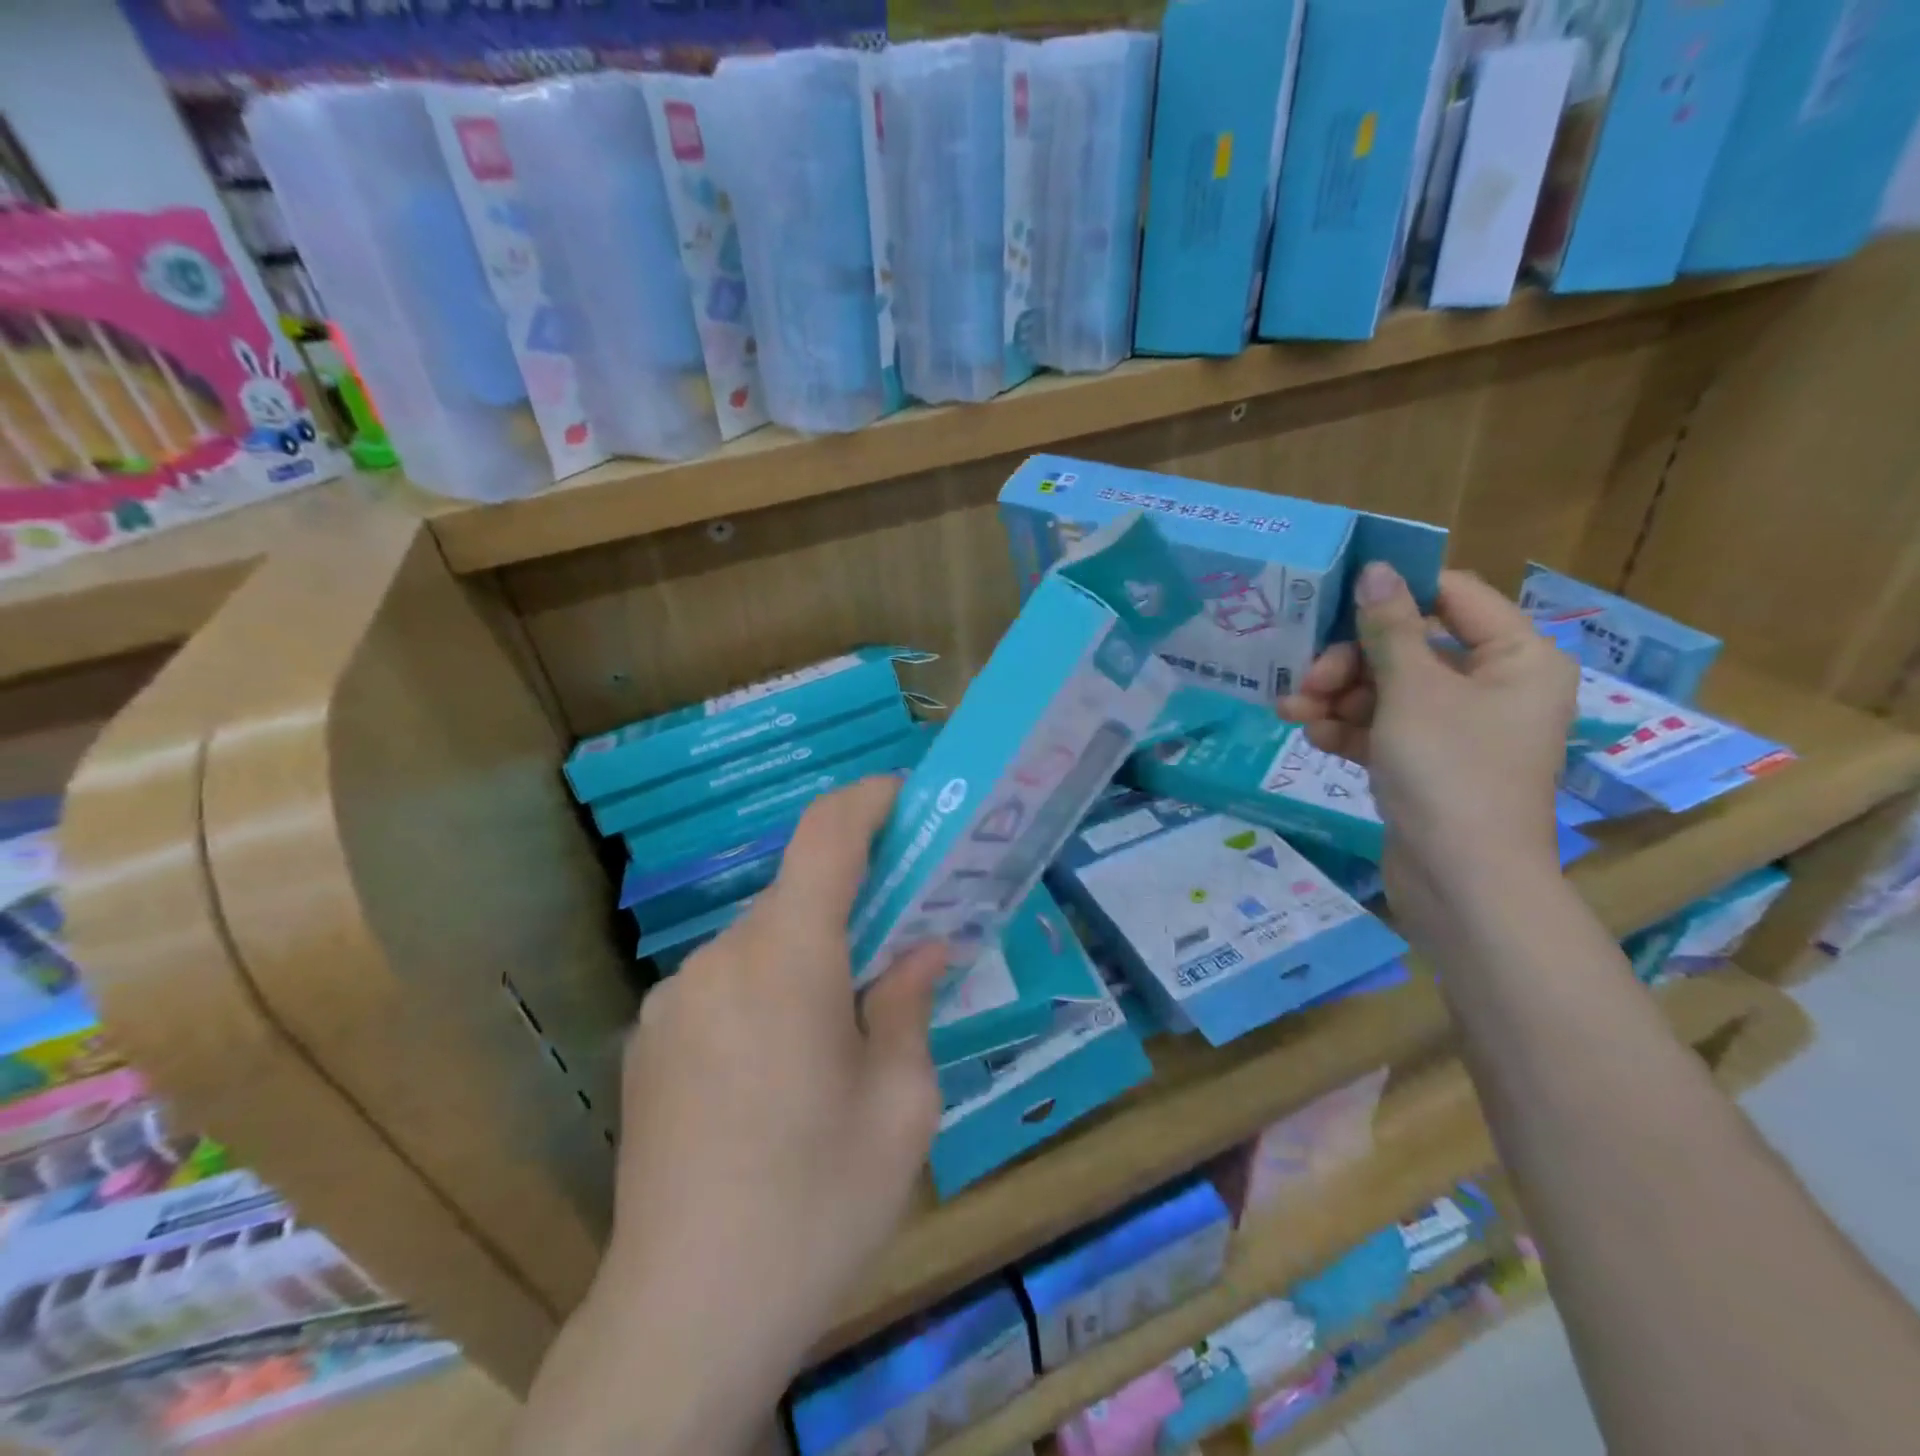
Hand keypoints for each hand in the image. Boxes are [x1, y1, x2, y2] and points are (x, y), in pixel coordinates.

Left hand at [521, 778, 944, 1455]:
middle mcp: (719, 959)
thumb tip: (923, 948)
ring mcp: (672, 999)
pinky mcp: (647, 1040)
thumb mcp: (901, 1108)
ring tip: (845, 1023)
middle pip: (796, 894)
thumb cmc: (816, 1206)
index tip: (904, 796)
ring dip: (809, 953)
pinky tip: (781, 1068)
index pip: (824, 837)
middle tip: (902, 938)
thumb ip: (911, 1006)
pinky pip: (724, 983)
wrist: (682, 1320)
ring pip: (761, 941)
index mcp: (786, 960)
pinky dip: (767, 988)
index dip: (866, 800)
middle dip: (853, 901)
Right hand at [1278, 565, 1575, 923]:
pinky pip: (1384, 729)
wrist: (1461, 882)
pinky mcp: (1427, 763)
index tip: (1335, 599)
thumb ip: (1390, 628)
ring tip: (1293, 714)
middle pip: (1410, 647)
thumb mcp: (1412, 692)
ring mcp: (1458, 728)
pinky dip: (1349, 729)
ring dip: (1338, 697)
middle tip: (1308, 680)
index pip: (1453, 597)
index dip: (1394, 593)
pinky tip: (1314, 738)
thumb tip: (1375, 568)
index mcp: (1516, 658)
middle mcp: (1493, 686)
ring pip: (1388, 690)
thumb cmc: (1449, 772)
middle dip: (1350, 662)